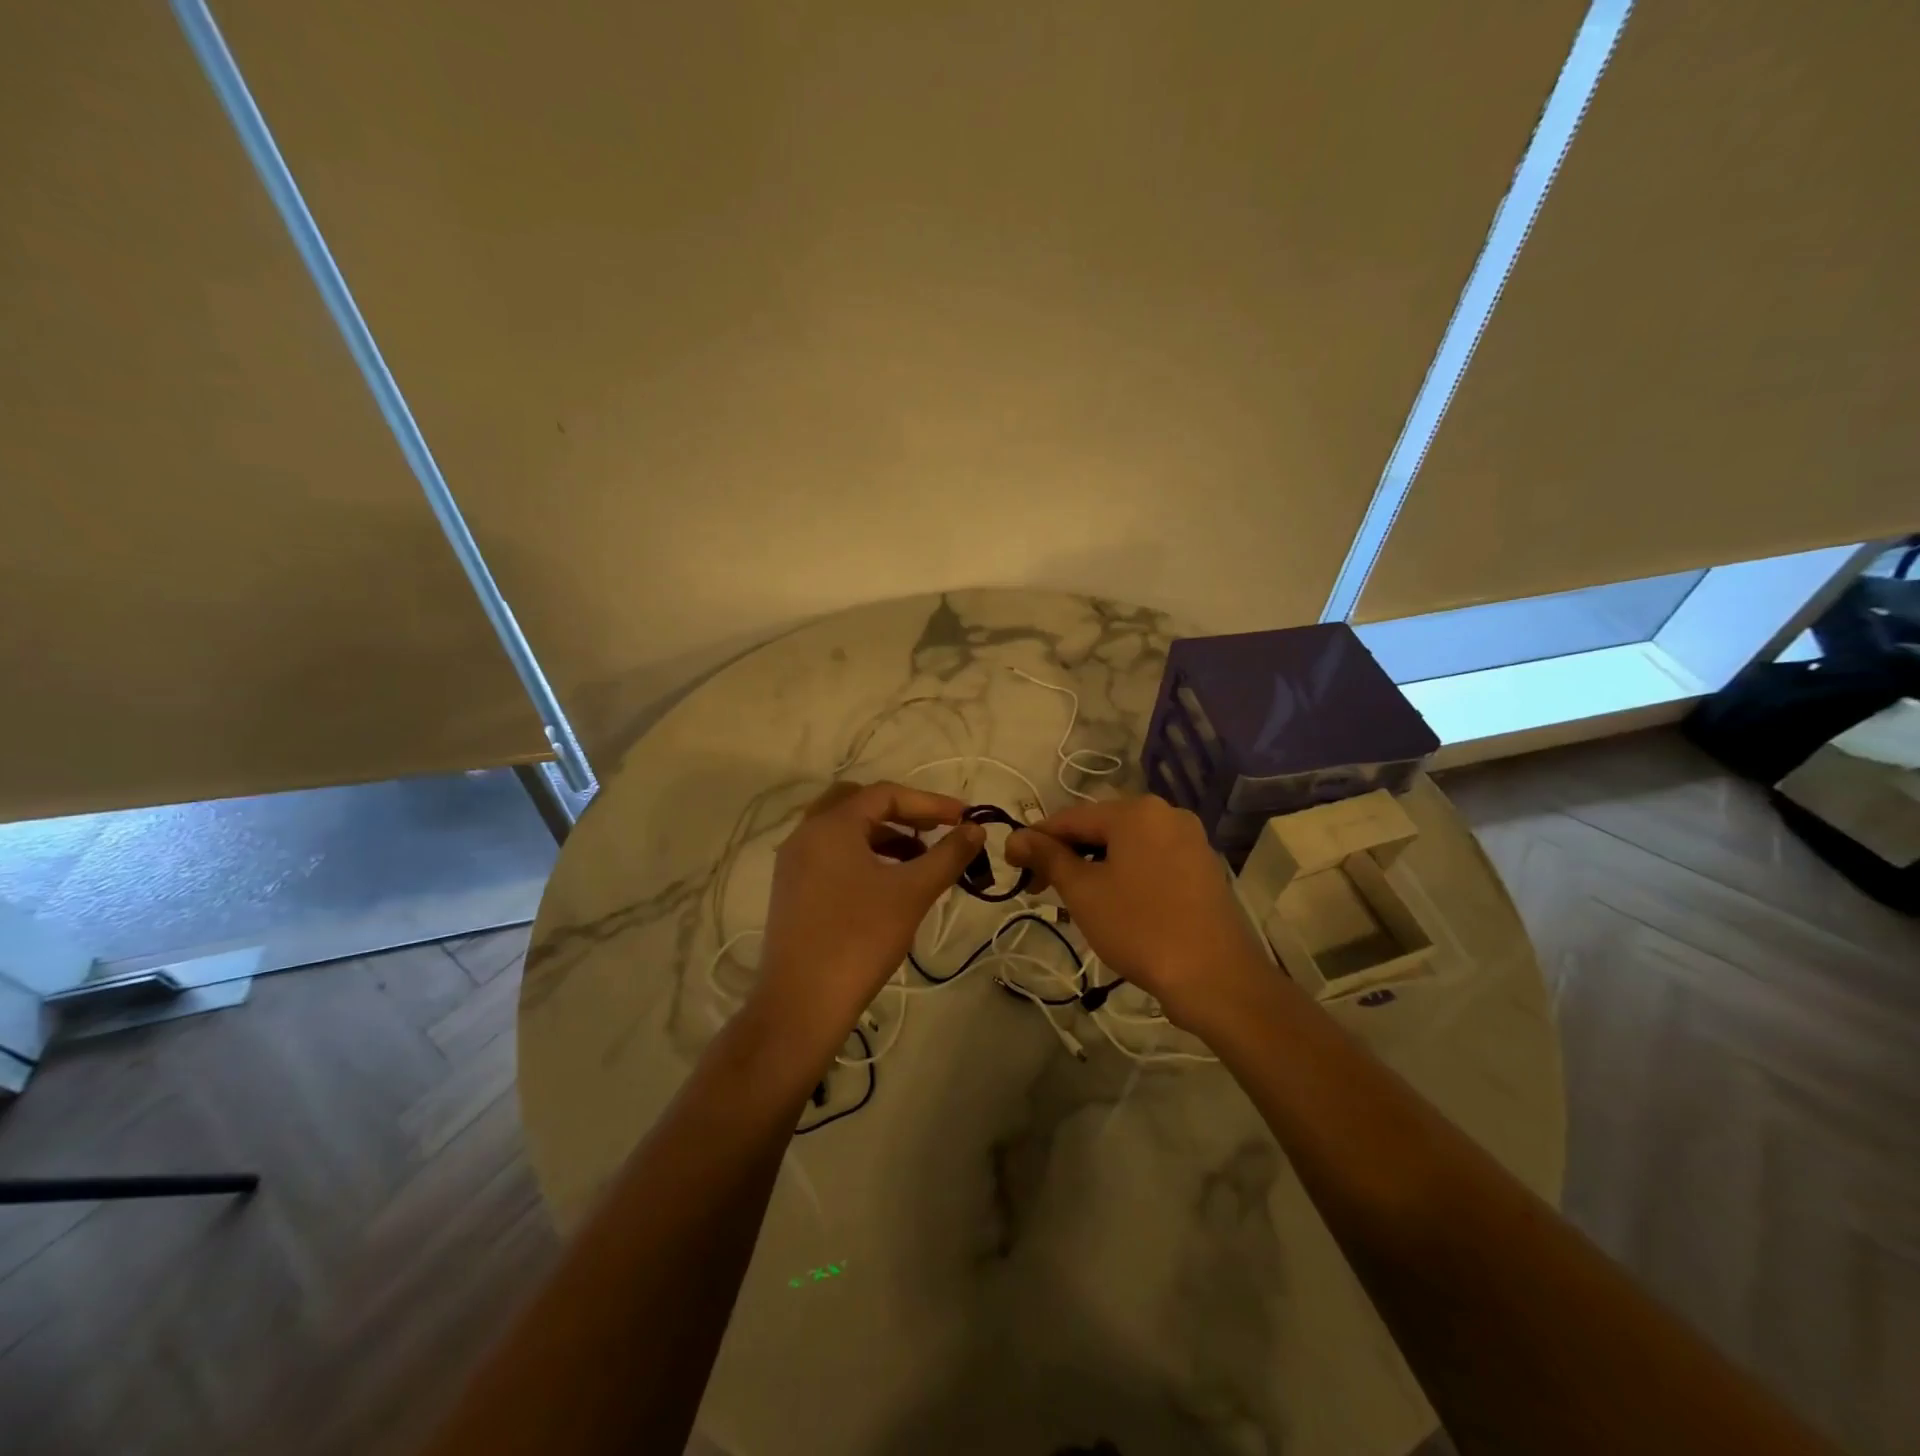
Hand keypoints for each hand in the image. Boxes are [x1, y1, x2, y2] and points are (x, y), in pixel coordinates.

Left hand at [755, 781, 984, 1048]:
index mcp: (830, 825)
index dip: (930, 803)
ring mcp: (794, 864)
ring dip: (884, 836)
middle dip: (902, 813)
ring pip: (844, 831)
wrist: (802, 1005)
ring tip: (920, 859)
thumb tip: (976, 829)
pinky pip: (832, 855)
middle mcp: (806, 834)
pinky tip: (889, 882)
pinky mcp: (792, 891)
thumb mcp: (912, 893)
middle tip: (935, 830)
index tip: (964, 817)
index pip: (886, 794)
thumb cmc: (860, 939)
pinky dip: (864, 856)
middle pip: (859, 803)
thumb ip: (948, 855)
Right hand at [1006, 795, 1270, 1033]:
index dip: (1035, 840)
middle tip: (1038, 889)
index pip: (1070, 818)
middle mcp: (1165, 814)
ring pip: (1125, 846)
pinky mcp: (1201, 867)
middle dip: (1065, 855)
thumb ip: (1047, 857)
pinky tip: (1110, 903)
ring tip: (1071, 900)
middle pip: (1099, 828)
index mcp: (1136, 811)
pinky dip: (1123, 874)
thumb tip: (1015, 837)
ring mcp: (1189, 840)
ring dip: (1092, 866)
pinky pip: (1149, 860)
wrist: (1215, 977)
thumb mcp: (1084, 891)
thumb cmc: (1140, 927)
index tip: (1011, 866)